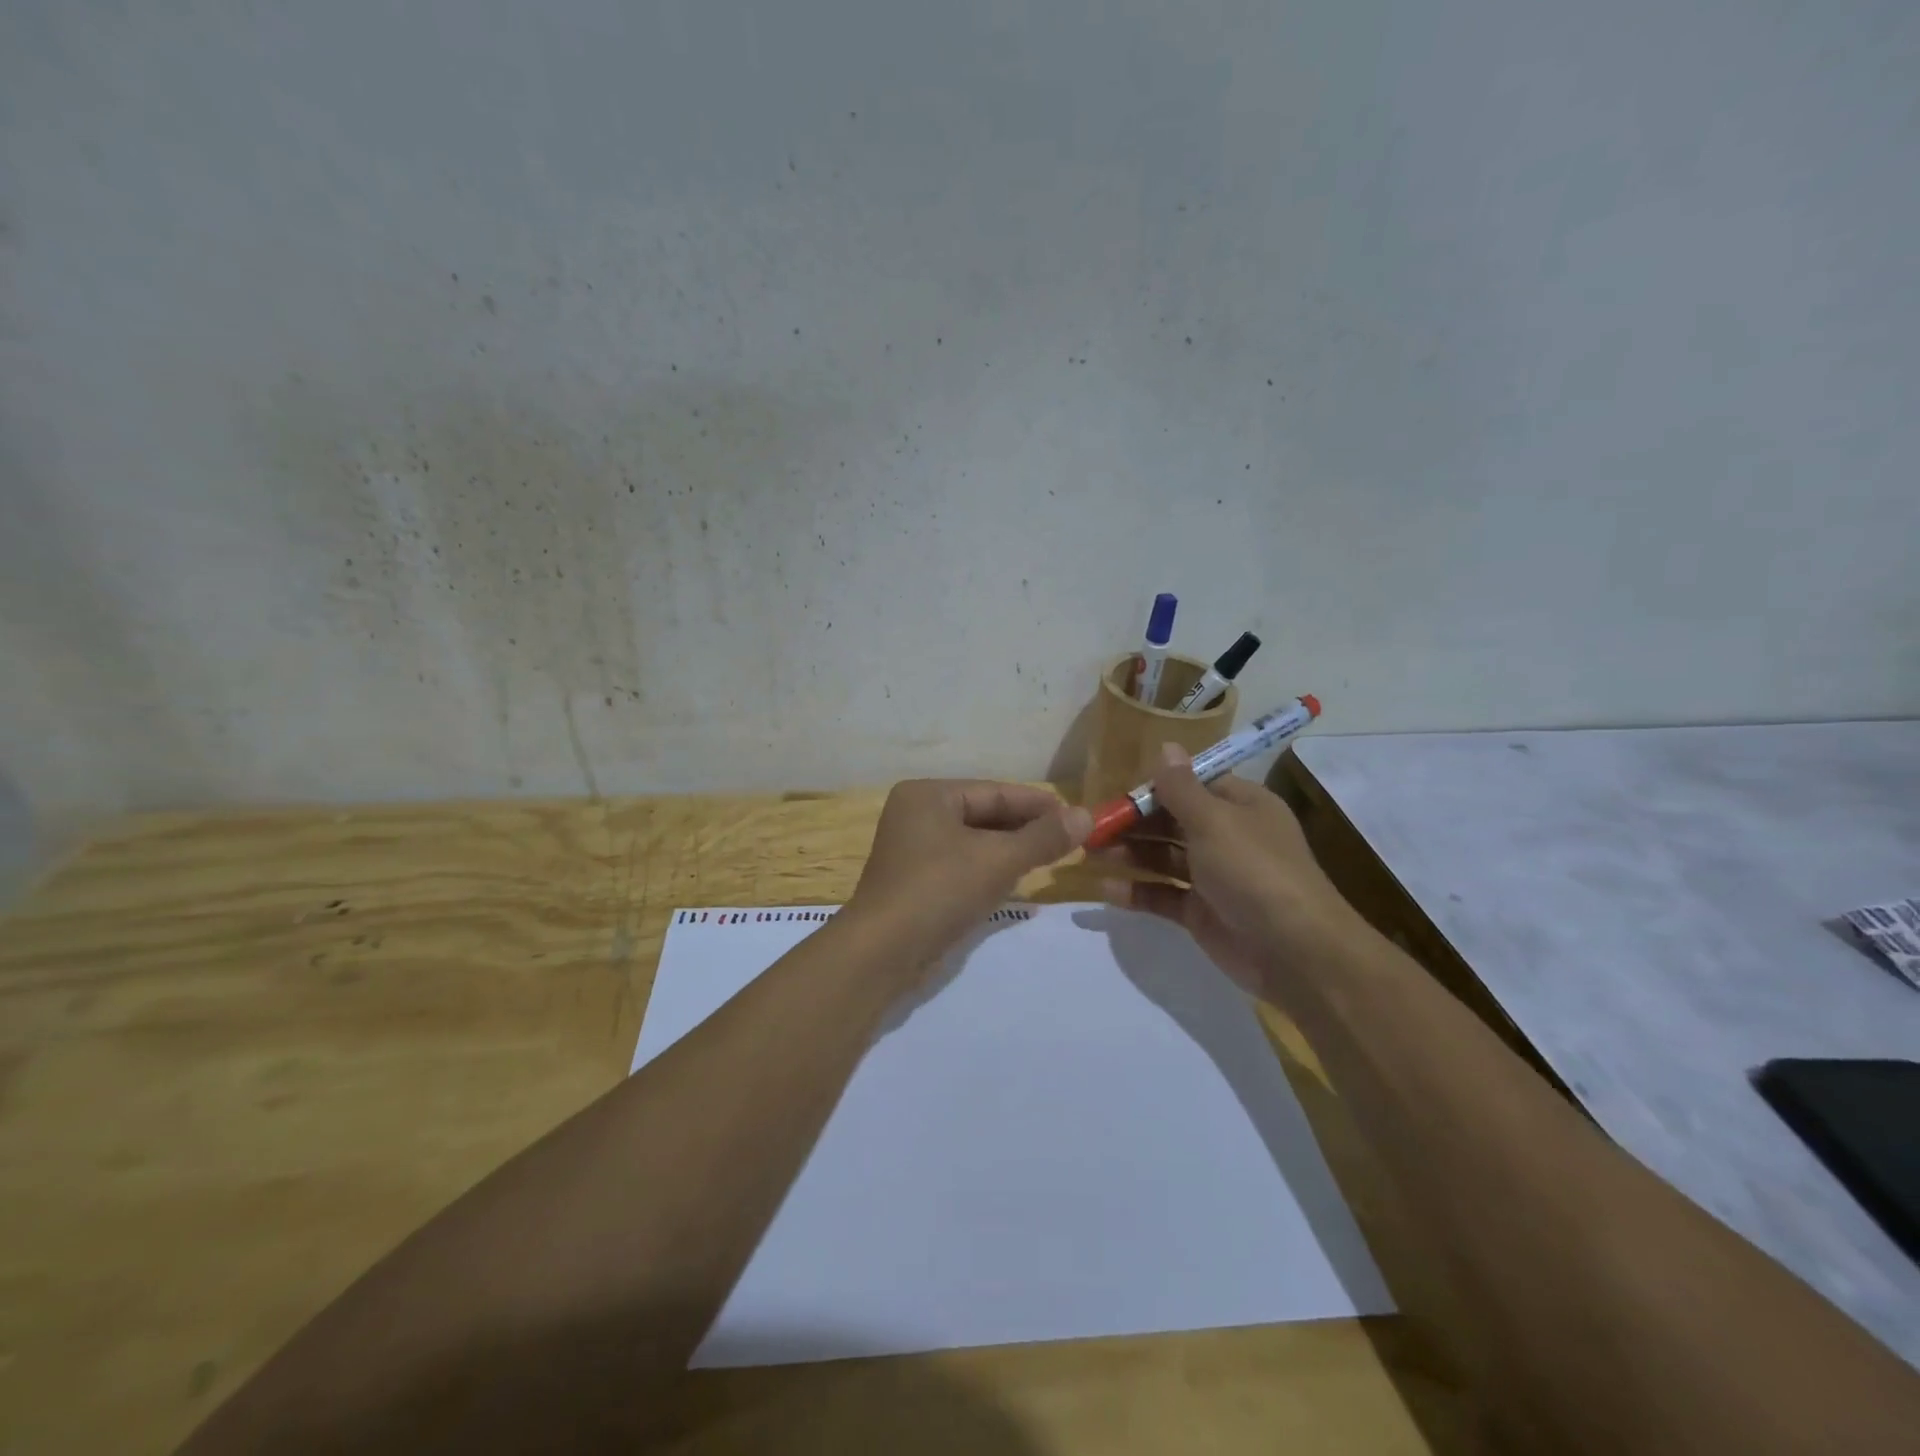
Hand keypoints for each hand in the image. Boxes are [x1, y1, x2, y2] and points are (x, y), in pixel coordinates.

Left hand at [848, 781, 1091, 969]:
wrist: (881, 953)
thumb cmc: (939, 891)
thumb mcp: (997, 860)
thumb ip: (1043, 837)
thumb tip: (1086, 815)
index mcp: (928, 795)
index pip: (994, 792)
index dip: (1038, 804)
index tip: (1077, 816)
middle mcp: (917, 815)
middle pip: (984, 815)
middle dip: (1026, 829)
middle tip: (1071, 840)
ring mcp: (913, 850)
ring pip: (975, 842)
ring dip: (1011, 851)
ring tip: (1052, 859)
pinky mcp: (917, 882)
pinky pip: (963, 865)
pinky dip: (991, 870)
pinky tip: (1019, 882)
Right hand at [1097, 744, 1361, 1005]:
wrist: (1295, 952)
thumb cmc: (1254, 871)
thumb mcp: (1214, 821)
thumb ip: (1181, 788)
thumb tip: (1166, 746)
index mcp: (1240, 806)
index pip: (1192, 785)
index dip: (1154, 787)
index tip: (1116, 793)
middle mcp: (1228, 836)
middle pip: (1172, 821)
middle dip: (1133, 822)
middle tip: (1092, 827)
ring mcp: (1214, 877)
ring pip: (1163, 858)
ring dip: (1129, 854)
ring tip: (1090, 853)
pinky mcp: (1202, 912)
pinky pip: (1163, 895)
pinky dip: (1137, 892)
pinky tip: (1106, 890)